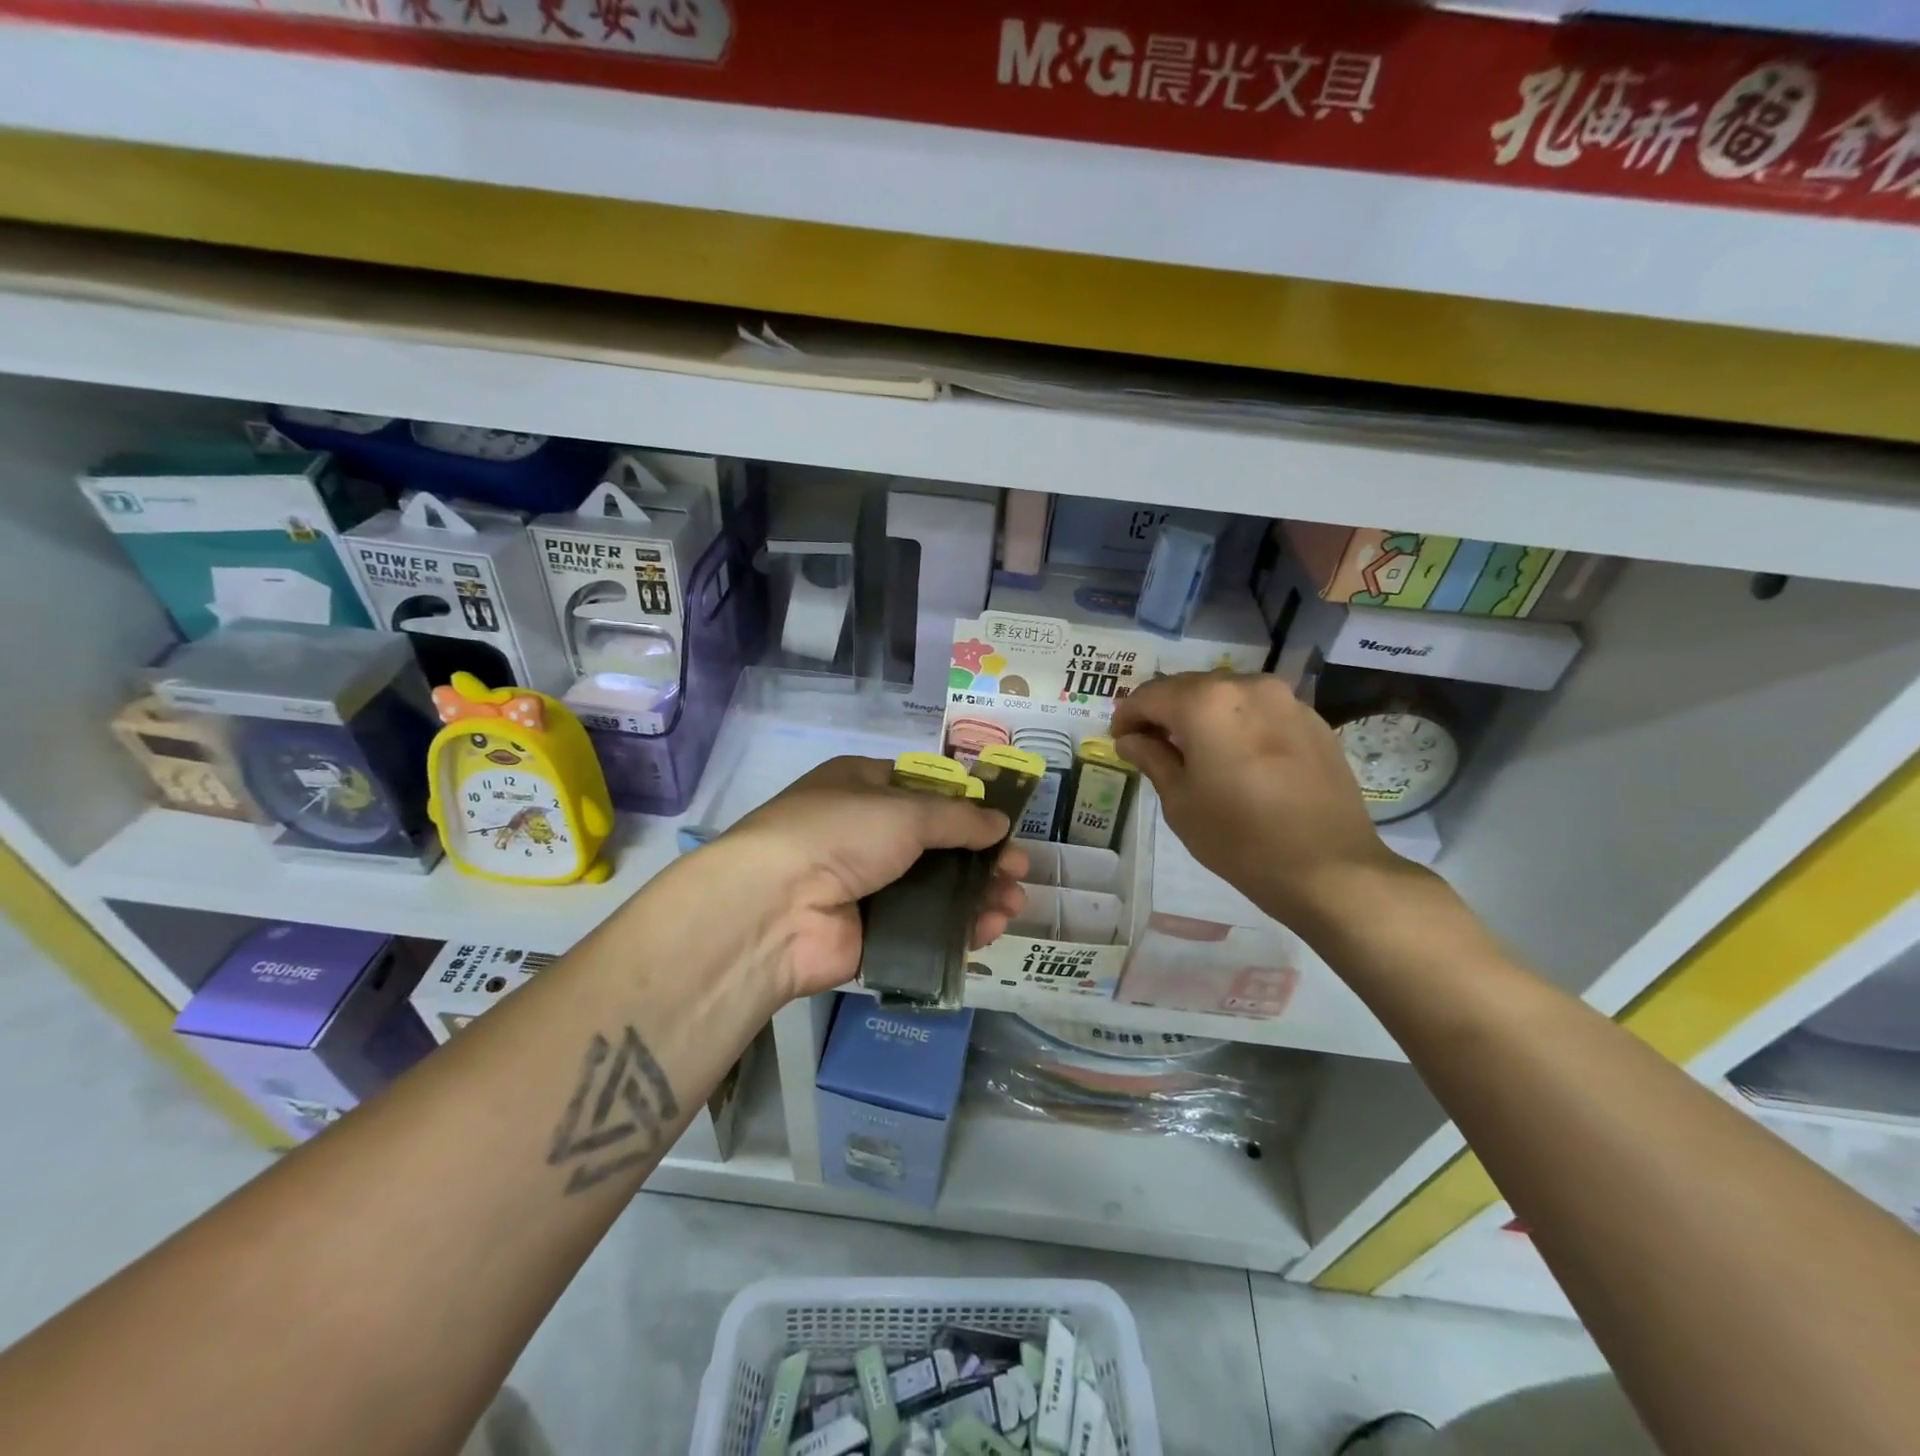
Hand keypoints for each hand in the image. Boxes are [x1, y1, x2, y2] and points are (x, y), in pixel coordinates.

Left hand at [706, 757, 1028, 999]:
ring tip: (1014, 903)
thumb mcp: (905, 810)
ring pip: (935, 889)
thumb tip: (999, 823)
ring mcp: (867, 887)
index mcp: (863, 788)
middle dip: (981, 857)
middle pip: (937, 845)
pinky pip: (925, 928)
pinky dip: (958, 928)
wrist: (775, 907)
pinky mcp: (871, 934)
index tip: (1002, 825)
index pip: (924, 792)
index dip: (965, 808)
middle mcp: (864, 834)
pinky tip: (990, 929)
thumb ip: (958, 818)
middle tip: (1019, 870)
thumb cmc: (840, 834)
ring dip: (977, 895)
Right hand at [1110, 672, 1405, 928]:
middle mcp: (1246, 686)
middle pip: (1189, 687)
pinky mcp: (1313, 720)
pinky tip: (1236, 756)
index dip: (1128, 715)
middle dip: (1164, 711)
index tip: (1119, 738)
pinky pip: (1260, 710)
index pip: (1150, 695)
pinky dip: (1237, 723)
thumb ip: (1152, 758)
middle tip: (1150, 743)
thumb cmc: (1239, 838)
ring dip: (1202, 714)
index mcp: (1206, 702)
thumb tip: (1131, 739)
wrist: (1329, 868)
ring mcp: (1286, 700)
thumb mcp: (1180, 802)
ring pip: (1227, 695)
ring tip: (1194, 750)